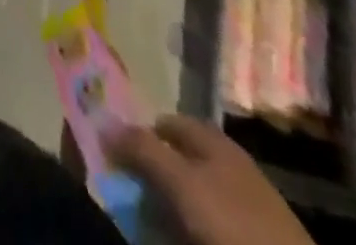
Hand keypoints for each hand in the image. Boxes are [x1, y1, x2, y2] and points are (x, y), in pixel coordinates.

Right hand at [106, 116, 312, 244]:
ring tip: (150, 226)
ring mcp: (244, 206)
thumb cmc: (235, 226)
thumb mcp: (182, 183)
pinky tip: (181, 240)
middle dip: (152, 174)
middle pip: (178, 161)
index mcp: (213, 141)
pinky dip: (189, 231)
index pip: (165, 123)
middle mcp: (228, 165)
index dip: (139, 134)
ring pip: (193, 197)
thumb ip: (143, 149)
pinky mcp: (252, 241)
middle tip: (127, 195)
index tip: (115, 157)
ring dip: (169, 208)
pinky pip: (209, 226)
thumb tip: (103, 122)